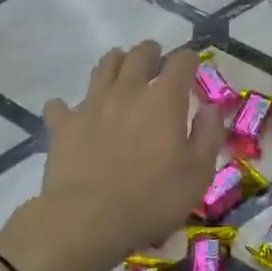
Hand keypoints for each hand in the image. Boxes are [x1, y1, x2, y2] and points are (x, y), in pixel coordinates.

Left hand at [31, 41, 221, 265]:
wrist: (88, 219)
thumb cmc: (153, 199)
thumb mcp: (198, 173)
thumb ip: (208, 136)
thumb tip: (211, 109)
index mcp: (164, 100)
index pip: (181, 63)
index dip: (189, 59)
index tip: (192, 63)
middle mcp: (128, 91)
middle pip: (138, 56)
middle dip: (150, 52)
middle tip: (154, 55)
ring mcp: (91, 105)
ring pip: (103, 68)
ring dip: (114, 62)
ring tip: (119, 66)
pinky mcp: (63, 125)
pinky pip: (60, 106)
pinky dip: (66, 106)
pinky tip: (68, 112)